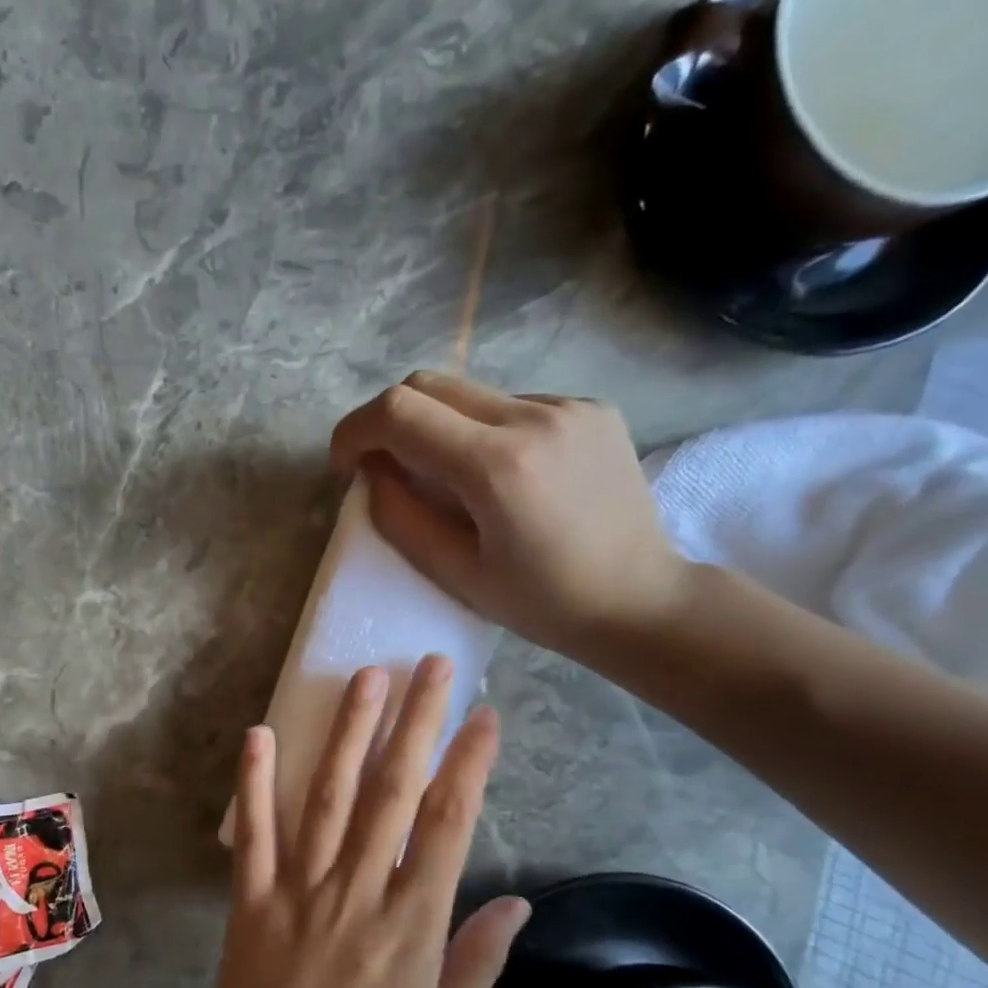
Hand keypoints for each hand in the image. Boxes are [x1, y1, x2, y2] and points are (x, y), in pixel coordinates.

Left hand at [186, 655, 529, 987]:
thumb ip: (477, 963)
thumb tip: (516, 902)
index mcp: (411, 926)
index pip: (448, 824)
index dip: (468, 763)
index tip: (484, 715)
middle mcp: (357, 892)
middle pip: (393, 792)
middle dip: (416, 723)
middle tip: (429, 665)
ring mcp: (298, 890)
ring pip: (329, 796)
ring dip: (349, 733)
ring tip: (366, 678)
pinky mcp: (251, 900)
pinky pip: (254, 831)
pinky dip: (256, 780)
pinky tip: (262, 733)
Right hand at [329, 372, 691, 654]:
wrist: (640, 599)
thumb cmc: (541, 603)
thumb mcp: (454, 573)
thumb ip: (400, 516)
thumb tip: (371, 473)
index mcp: (497, 466)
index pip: (398, 412)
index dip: (354, 431)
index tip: (347, 466)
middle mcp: (534, 417)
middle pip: (428, 384)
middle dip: (388, 421)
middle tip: (384, 468)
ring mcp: (569, 405)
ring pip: (469, 393)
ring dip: (438, 427)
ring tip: (449, 481)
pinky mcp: (591, 407)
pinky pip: (511, 404)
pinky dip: (484, 431)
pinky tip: (503, 477)